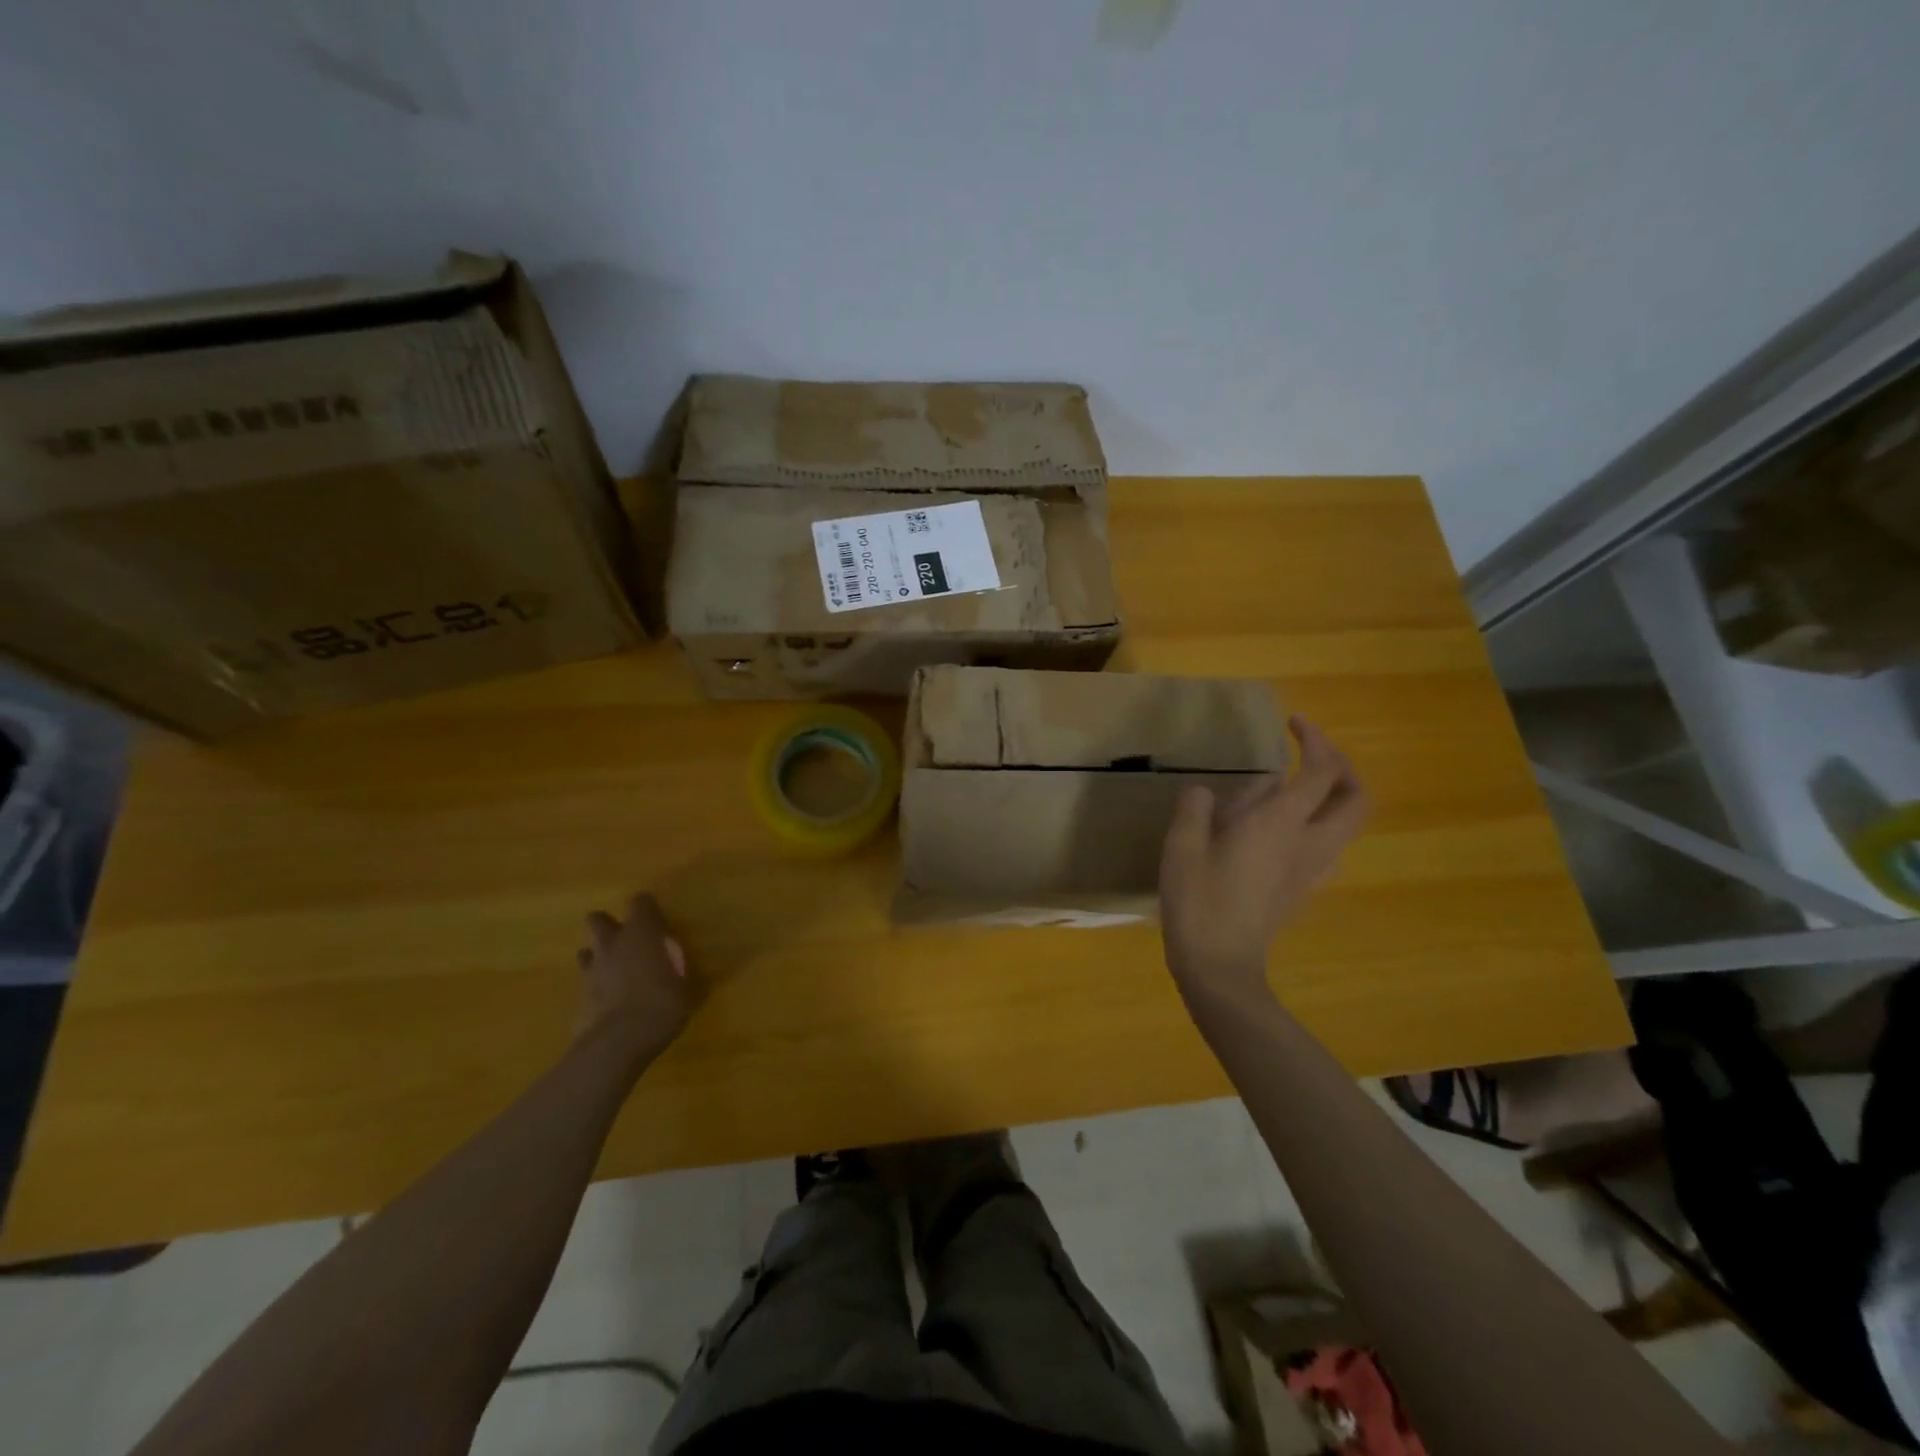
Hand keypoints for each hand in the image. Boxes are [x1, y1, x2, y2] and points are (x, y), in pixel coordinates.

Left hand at [573, 893, 698, 1063]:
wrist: (616, 1045)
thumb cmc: (661, 1007)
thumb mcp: (685, 991)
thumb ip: (678, 976)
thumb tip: (682, 977)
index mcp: (641, 934)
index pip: (640, 901)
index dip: (648, 909)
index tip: (658, 923)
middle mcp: (612, 945)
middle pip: (598, 919)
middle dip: (609, 926)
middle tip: (628, 943)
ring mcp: (590, 971)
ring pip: (586, 952)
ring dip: (599, 958)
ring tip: (616, 974)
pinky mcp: (577, 999)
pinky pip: (585, 985)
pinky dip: (596, 990)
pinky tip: (610, 1006)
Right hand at [1158, 716, 1366, 1006]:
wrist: (1220, 965)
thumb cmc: (1198, 900)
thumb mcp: (1182, 845)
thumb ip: (1196, 807)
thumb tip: (1208, 793)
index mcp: (1280, 824)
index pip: (1321, 772)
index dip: (1316, 740)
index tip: (1294, 723)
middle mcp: (1308, 842)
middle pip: (1355, 799)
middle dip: (1342, 768)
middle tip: (1311, 754)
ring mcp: (1311, 869)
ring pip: (1346, 824)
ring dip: (1333, 796)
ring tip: (1296, 786)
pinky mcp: (1303, 888)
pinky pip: (1327, 843)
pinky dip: (1317, 822)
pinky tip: (1280, 827)